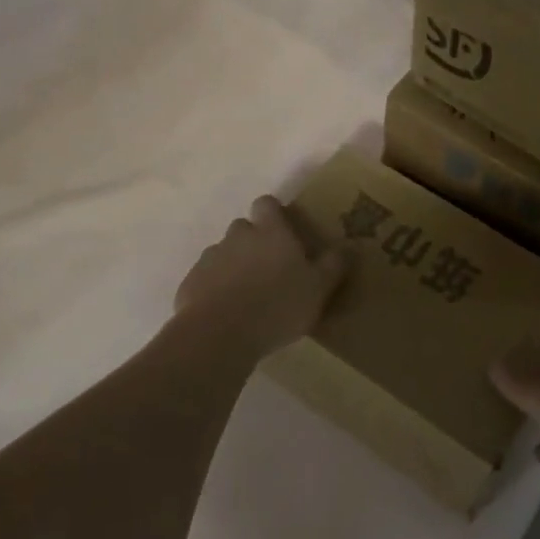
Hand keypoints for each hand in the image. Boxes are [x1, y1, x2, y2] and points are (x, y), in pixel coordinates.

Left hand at [173, 196, 348, 357]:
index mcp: (271, 232)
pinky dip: (214, 289)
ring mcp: (210, 258)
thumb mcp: (318, 289)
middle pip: (244, 228)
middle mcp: (238, 237)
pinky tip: (226, 314)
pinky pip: (206, 279)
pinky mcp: (190, 283)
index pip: (267, 203)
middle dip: (254, 242)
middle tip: (270, 269)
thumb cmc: (277, 306)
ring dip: (234, 266)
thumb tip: (349, 246)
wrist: (219, 335)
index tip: (284, 231)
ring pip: (224, 253)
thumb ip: (333, 265)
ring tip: (248, 296)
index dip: (273, 213)